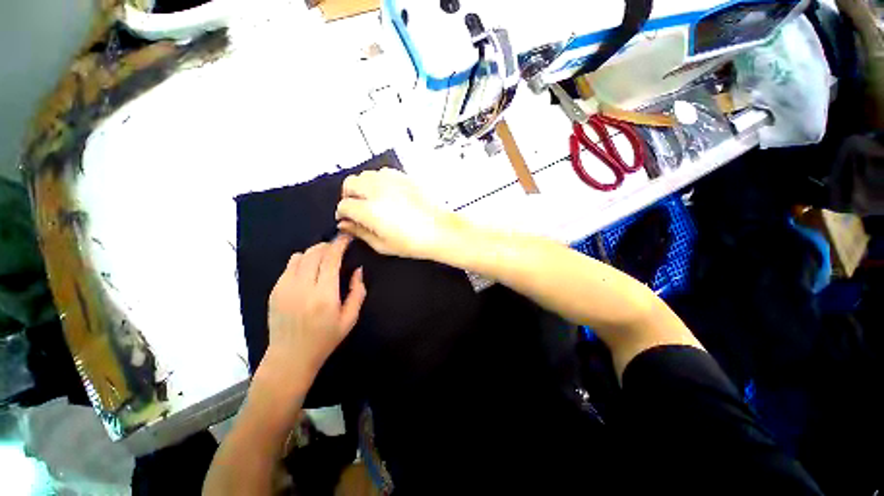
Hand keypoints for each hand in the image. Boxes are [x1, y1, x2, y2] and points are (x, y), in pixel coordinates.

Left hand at [263, 235, 366, 380]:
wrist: (290, 356)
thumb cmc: (325, 339)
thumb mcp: (350, 318)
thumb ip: (357, 291)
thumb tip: (357, 270)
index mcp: (324, 295)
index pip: (331, 259)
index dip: (340, 244)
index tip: (347, 238)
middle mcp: (303, 287)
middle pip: (314, 253)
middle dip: (328, 245)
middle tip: (338, 247)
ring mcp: (285, 288)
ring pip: (300, 256)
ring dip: (314, 252)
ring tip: (324, 257)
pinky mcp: (275, 291)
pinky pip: (289, 266)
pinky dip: (301, 261)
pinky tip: (308, 270)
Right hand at [335, 168, 465, 259]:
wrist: (440, 230)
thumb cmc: (416, 241)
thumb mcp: (382, 245)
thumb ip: (360, 233)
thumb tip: (346, 225)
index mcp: (370, 210)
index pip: (345, 205)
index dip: (342, 213)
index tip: (346, 218)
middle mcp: (378, 191)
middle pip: (350, 184)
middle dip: (348, 196)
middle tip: (355, 207)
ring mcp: (392, 181)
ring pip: (365, 175)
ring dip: (362, 186)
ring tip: (370, 200)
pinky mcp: (404, 177)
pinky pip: (383, 172)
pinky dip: (378, 181)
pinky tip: (386, 193)